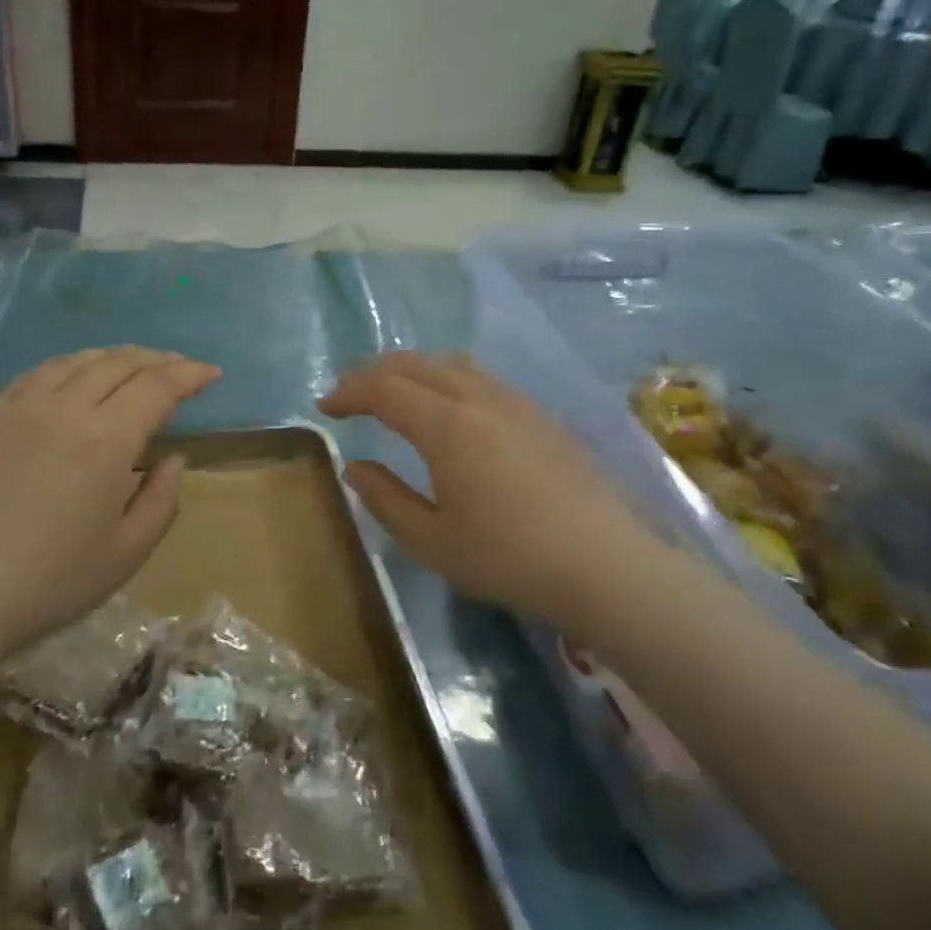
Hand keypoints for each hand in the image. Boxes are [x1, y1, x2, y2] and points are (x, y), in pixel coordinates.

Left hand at [0, 347, 220, 670]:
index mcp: (106, 440)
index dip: (189, 374)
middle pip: (120, 363)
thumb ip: (162, 500)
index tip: (210, 373)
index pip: (158, 386)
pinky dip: (72, 366)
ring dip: (116, 356)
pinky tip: (76, 377)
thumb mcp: (126, 553)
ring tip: (135, 364)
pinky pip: (39, 373)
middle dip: (157, 359)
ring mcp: (21, 407)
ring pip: (79, 361)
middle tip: (179, 367)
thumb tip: (172, 457)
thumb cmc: (48, 583)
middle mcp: (66, 408)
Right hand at [319, 353, 656, 620]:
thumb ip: (384, 498)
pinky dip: (447, 378)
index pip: (385, 389)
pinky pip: (481, 378)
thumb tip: (355, 467)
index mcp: (447, 426)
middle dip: (375, 371)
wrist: (605, 566)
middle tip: (350, 392)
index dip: (349, 391)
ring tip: (394, 391)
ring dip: (413, 369)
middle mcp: (479, 399)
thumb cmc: (509, 558)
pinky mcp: (541, 415)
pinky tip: (449, 407)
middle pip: (416, 364)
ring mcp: (515, 402)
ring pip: (452, 363)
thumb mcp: (431, 540)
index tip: (325, 406)